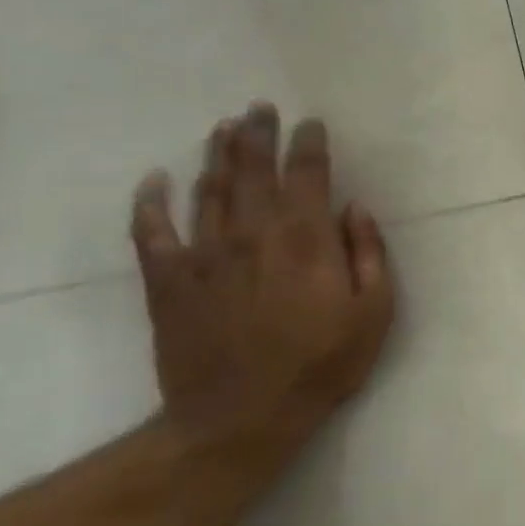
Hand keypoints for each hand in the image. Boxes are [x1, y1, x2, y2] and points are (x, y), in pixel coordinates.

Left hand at [129, 103, 394, 454]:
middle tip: (260, 108)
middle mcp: (253, 235)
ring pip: (208, 190)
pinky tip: (154, 179)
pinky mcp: (168, 281)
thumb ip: (368, 254)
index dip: (309, 144)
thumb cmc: (321, 364)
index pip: (307, 175)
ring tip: (223, 127)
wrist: (240, 418)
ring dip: (216, 155)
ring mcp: (205, 255)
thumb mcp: (374, 312)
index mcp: (306, 240)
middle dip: (258, 134)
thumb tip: (355, 209)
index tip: (310, 123)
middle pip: (253, 170)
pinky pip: (151, 231)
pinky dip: (150, 202)